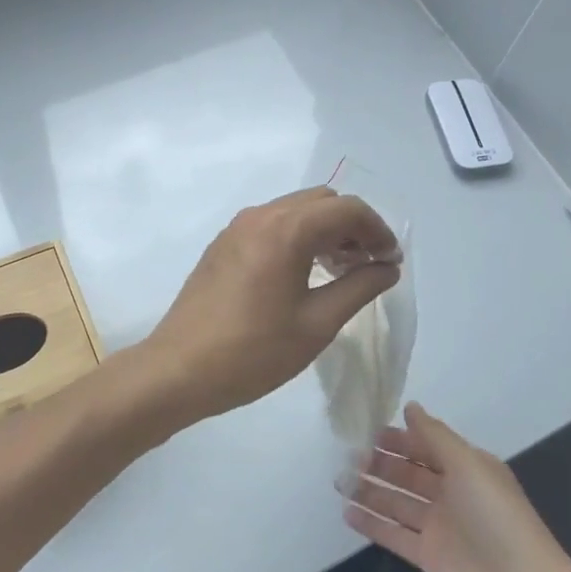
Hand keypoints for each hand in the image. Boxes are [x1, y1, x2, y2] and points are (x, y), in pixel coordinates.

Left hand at [139, 186, 400, 424]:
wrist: (179, 370)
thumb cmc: (253, 352)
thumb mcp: (317, 324)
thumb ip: (359, 288)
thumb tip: (387, 267)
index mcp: (286, 229)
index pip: (347, 209)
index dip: (378, 230)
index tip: (391, 261)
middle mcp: (260, 216)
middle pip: (321, 202)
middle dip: (352, 226)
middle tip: (368, 265)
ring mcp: (237, 228)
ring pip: (295, 211)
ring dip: (325, 231)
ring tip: (342, 271)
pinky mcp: (223, 244)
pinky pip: (272, 225)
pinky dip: (298, 237)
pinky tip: (305, 274)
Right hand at [345, 403, 570, 571]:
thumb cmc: (497, 517)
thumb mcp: (469, 465)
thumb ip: (435, 436)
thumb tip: (410, 406)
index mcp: (467, 468)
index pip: (426, 446)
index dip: (399, 438)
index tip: (366, 429)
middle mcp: (452, 494)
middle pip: (409, 473)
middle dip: (380, 463)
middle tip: (347, 455)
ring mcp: (439, 527)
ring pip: (398, 502)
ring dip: (370, 491)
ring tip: (338, 481)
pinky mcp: (429, 557)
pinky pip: (394, 534)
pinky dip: (372, 524)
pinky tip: (346, 512)